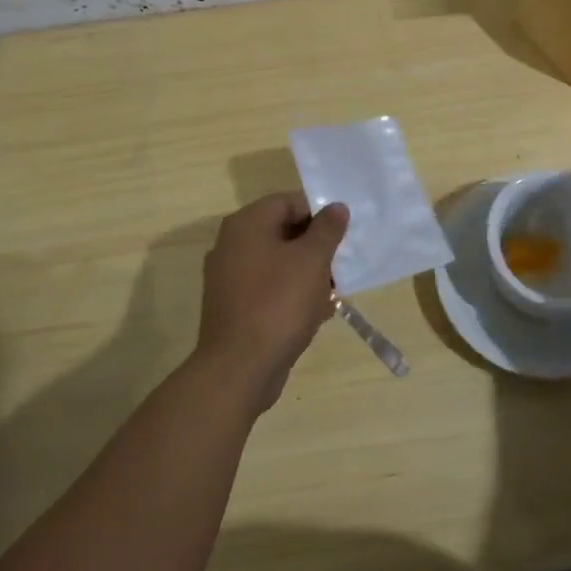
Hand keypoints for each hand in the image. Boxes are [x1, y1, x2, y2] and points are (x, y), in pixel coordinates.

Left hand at [197, 193, 348, 413]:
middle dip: (315, 247)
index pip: (288, 202)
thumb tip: (336, 207)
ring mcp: (229, 278)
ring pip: (278, 263)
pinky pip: (268, 289)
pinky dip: (291, 295)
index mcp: (246, 225)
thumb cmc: (278, 303)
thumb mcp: (312, 260)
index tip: (341, 234)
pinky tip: (315, 314)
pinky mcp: (234, 307)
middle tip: (341, 264)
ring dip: (307, 274)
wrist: (240, 368)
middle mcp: (232, 245)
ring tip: (333, 293)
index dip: (318, 213)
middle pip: (283, 232)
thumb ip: (327, 229)